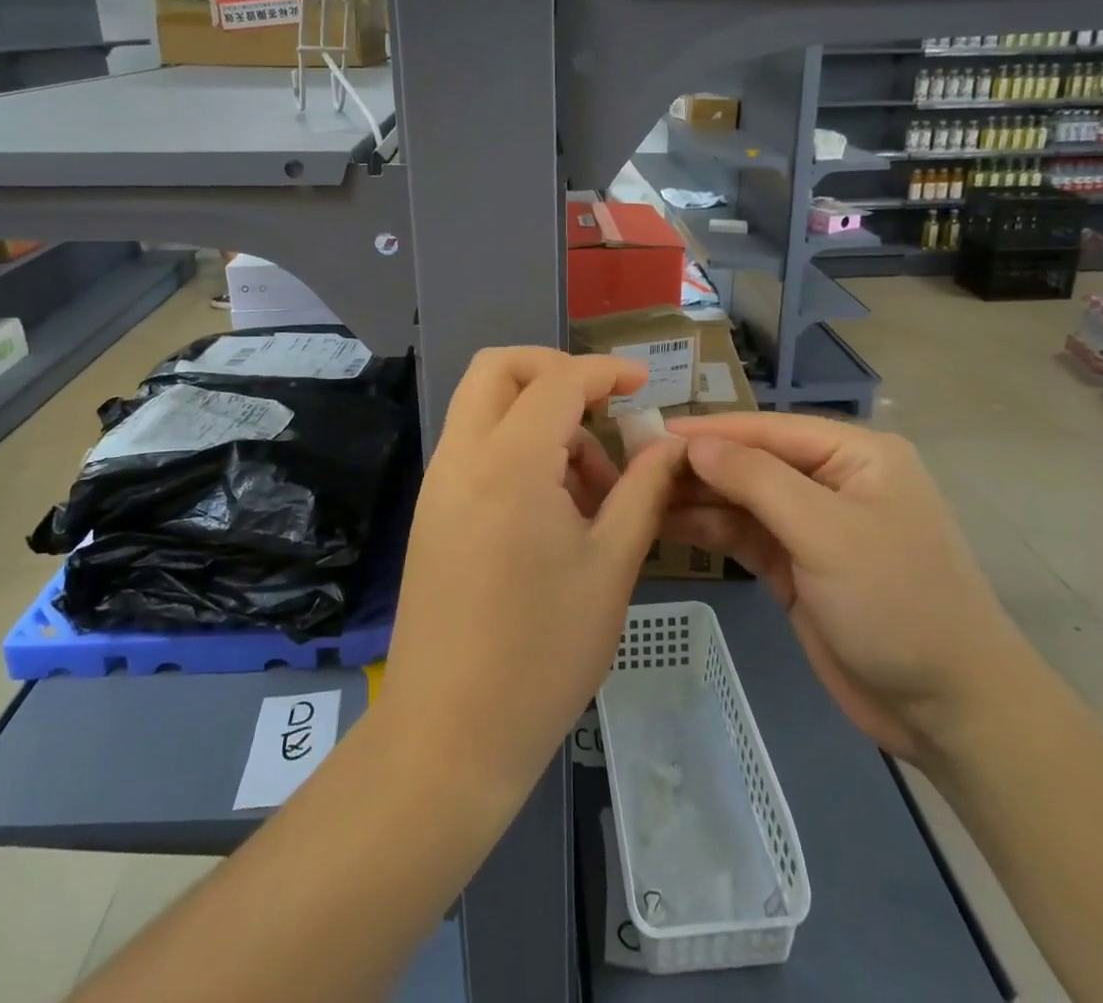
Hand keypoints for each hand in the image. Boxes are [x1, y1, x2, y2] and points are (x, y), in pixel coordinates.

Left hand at [377, 349, 684, 805]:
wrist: (449, 734)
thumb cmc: (542, 654)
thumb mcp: (611, 568)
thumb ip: (643, 491)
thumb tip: (670, 446)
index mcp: (508, 463)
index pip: (557, 380)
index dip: (604, 371)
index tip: (643, 383)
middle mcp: (462, 457)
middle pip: (498, 369)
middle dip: (554, 370)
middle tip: (601, 408)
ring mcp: (438, 483)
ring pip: (482, 406)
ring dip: (536, 415)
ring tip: (590, 484)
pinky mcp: (432, 511)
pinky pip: (474, 447)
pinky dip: (514, 446)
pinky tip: (554, 506)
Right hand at [664, 413, 1042, 763]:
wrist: (949, 710)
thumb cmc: (897, 603)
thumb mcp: (826, 532)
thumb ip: (757, 480)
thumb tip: (696, 444)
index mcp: (854, 455)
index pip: (767, 430)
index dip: (709, 431)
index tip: (650, 432)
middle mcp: (832, 480)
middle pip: (751, 462)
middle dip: (698, 465)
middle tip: (633, 467)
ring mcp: (813, 525)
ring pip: (742, 499)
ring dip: (696, 497)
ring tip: (638, 495)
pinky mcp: (798, 566)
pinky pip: (745, 535)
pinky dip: (709, 529)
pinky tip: (666, 524)